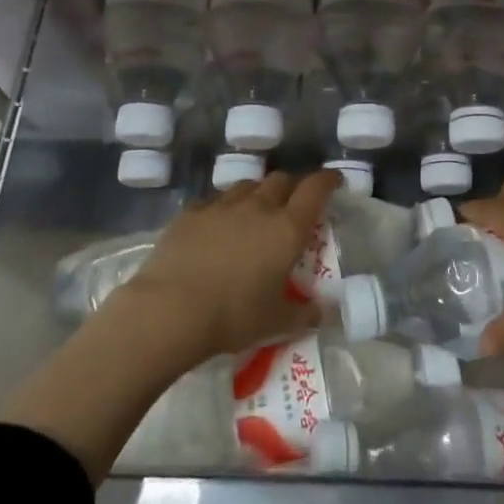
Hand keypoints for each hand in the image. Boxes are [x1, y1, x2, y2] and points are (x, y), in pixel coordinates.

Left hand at [118, 169, 338, 364]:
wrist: (170, 309)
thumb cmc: (233, 316)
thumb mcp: (276, 323)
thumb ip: (306, 314)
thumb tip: (327, 312)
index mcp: (287, 228)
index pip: (315, 189)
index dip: (327, 180)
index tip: (334, 180)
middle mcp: (258, 207)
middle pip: (281, 180)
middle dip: (291, 187)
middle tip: (292, 205)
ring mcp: (222, 206)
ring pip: (247, 186)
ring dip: (257, 194)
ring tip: (255, 214)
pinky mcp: (191, 212)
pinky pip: (214, 201)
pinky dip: (223, 208)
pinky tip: (217, 226)